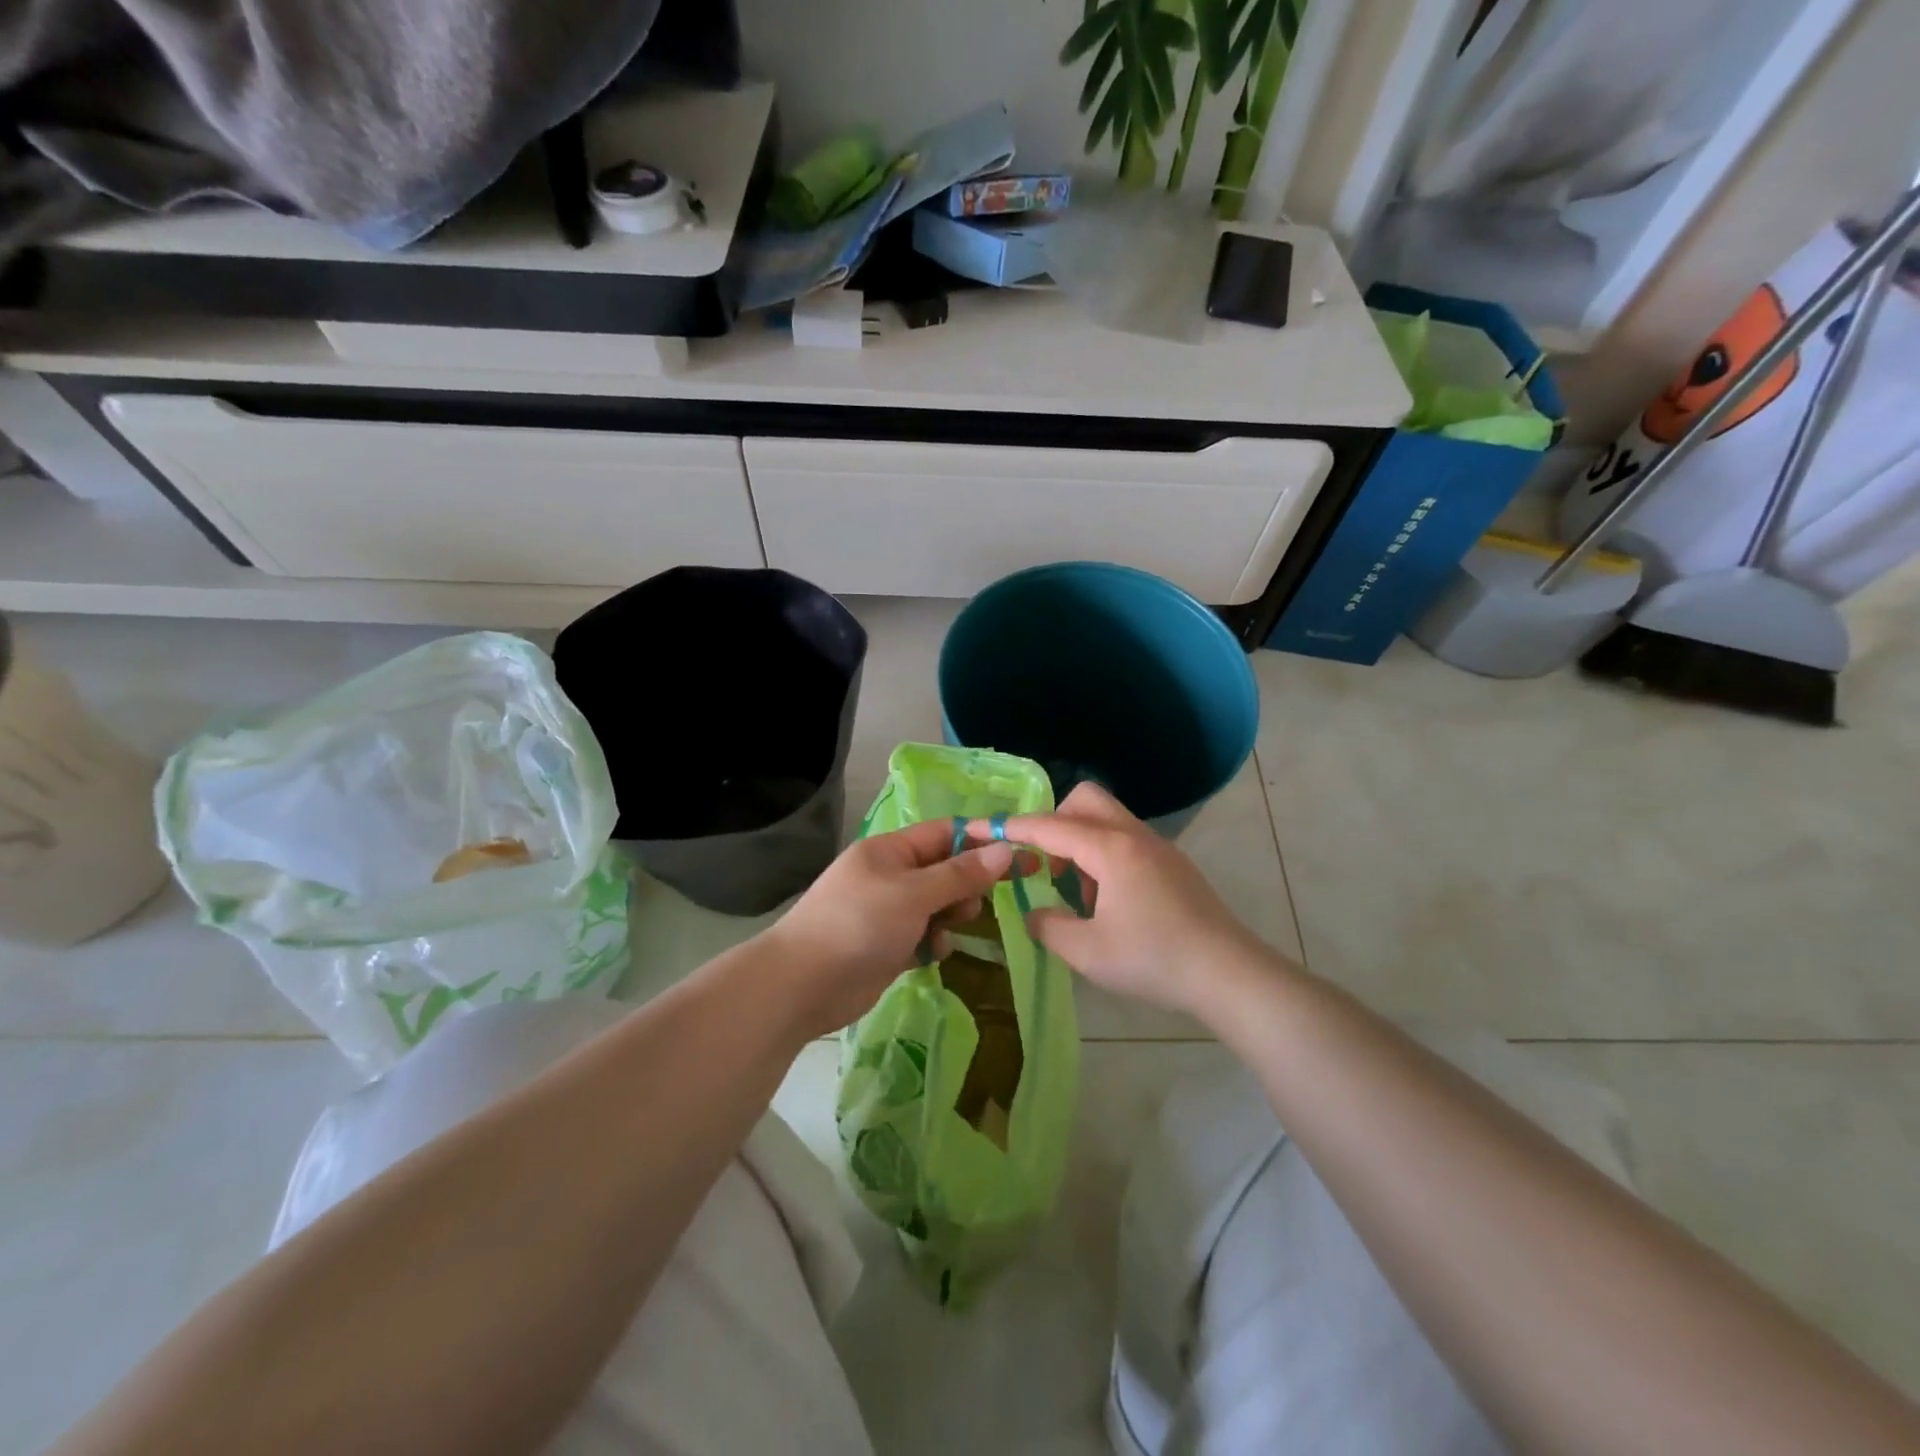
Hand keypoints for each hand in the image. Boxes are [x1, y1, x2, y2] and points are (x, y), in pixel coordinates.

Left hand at [760, 818, 1014, 1037]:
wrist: (802, 985)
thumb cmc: (859, 925)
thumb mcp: (914, 893)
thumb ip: (961, 874)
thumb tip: (1006, 849)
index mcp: (890, 850)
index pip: (945, 833)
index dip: (981, 840)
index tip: (1019, 853)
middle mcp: (890, 875)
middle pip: (944, 870)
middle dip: (966, 886)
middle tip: (976, 904)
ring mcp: (888, 911)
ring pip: (938, 905)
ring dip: (951, 916)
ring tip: (948, 930)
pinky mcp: (888, 945)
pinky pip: (925, 934)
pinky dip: (933, 942)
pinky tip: (930, 955)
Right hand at [969, 782, 1273, 1020]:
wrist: (1230, 974)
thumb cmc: (1154, 960)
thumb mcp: (1087, 952)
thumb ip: (1049, 926)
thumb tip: (1033, 912)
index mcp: (1110, 849)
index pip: (1049, 827)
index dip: (1010, 828)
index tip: (978, 828)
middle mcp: (1134, 836)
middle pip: (1084, 800)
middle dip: (1053, 822)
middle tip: (1041, 862)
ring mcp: (1158, 847)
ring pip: (1107, 820)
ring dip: (1079, 842)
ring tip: (1074, 891)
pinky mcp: (1173, 864)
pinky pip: (1126, 840)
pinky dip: (1103, 856)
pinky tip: (1107, 901)